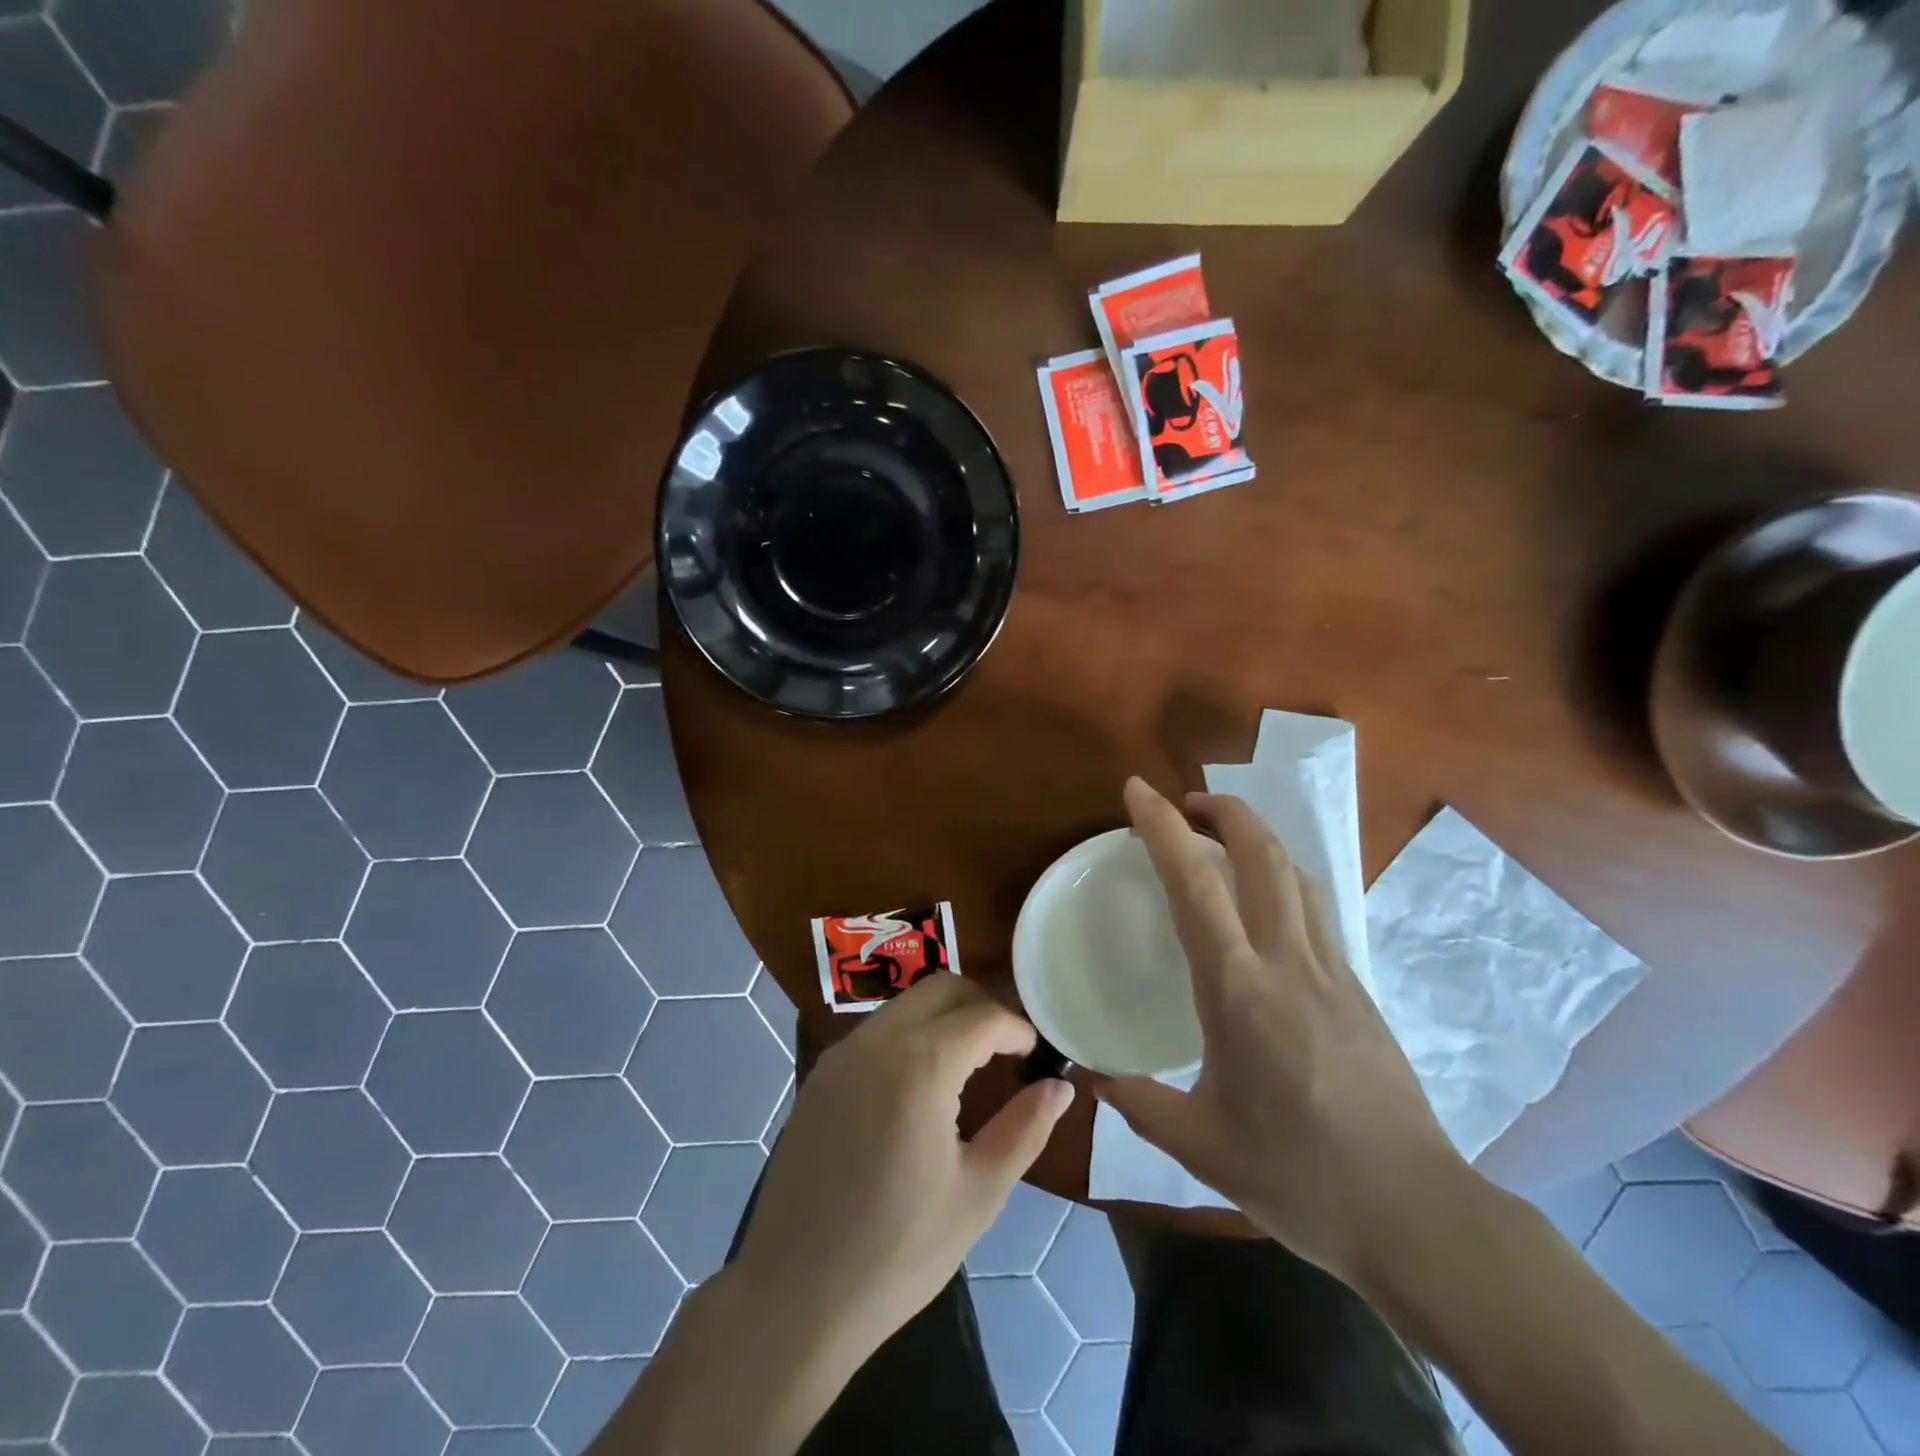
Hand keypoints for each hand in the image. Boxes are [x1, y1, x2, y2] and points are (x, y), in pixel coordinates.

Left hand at [729, 974, 1074, 1368]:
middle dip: (981, 1006)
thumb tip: (1060, 1087)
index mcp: (920, 1066)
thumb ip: (1024, 1130)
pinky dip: (910, 1036)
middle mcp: (877, 1042)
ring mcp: (842, 1054)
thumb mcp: (978, 1195)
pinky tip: (919, 1087)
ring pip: (906, 1004)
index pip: (982, 1015)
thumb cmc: (898, 1252)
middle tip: (1006, 1050)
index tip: (1035, 1055)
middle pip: (941, 988)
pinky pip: (876, 1031)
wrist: (793, 1296)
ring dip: (944, 1017)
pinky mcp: (820, 1074)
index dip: (1017, 1028)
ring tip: (968, 1067)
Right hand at [1098, 778, 1472, 1288]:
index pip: (1195, 886)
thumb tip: (1089, 1075)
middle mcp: (1288, 963)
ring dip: (1257, 839)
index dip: (1163, 828)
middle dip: (1224, 810)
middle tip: (1184, 804)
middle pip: (1263, 855)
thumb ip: (1137, 1102)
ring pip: (1297, 875)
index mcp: (1239, 991)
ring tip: (1221, 839)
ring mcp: (1332, 971)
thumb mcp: (1200, 1147)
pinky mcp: (1358, 989)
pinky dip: (1281, 879)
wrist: (1416, 1214)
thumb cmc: (1299, 1176)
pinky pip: (1315, 910)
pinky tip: (1263, 906)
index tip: (1137, 790)